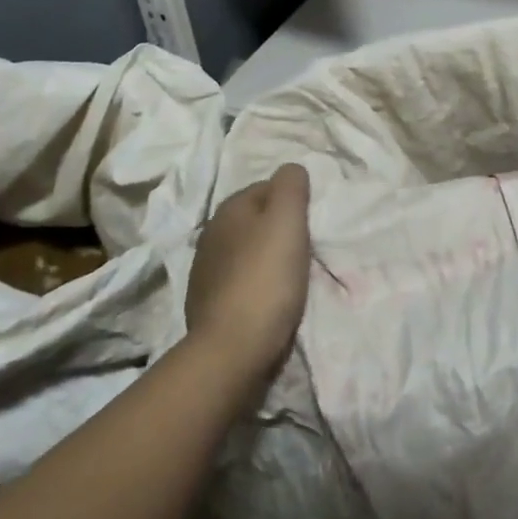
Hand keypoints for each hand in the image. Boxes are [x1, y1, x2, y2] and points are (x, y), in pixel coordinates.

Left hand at [184, 163, 312, 383]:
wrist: (233, 348)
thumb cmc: (266, 277)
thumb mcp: (287, 220)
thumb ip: (291, 186)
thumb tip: (291, 169)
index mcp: (229, 210)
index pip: (267, 187)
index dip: (292, 200)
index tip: (312, 221)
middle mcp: (211, 234)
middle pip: (256, 219)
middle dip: (279, 227)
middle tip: (307, 246)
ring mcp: (206, 271)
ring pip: (247, 250)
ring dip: (267, 256)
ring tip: (293, 273)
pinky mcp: (208, 303)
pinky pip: (241, 280)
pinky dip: (256, 282)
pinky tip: (271, 296)